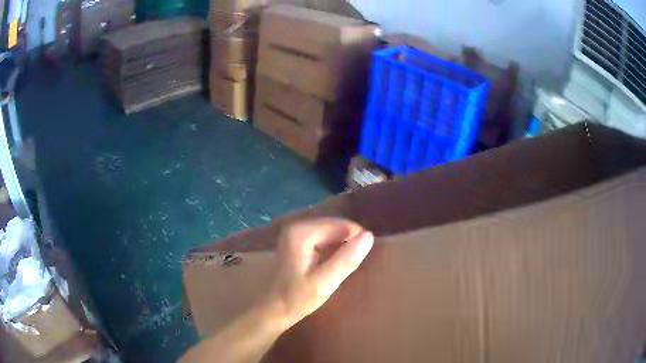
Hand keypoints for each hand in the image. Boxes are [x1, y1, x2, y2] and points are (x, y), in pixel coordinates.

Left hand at [262, 218, 373, 329]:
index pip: (341, 225)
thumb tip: (368, 236)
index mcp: (302, 233)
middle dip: (351, 239)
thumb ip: (346, 260)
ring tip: (352, 261)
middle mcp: (297, 227)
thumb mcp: (324, 283)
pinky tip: (338, 261)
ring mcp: (295, 233)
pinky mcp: (296, 241)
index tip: (366, 256)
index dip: (358, 238)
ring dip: (344, 243)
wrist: (273, 309)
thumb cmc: (296, 299)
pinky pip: (323, 237)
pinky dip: (334, 246)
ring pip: (330, 230)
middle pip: (335, 225)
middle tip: (360, 260)